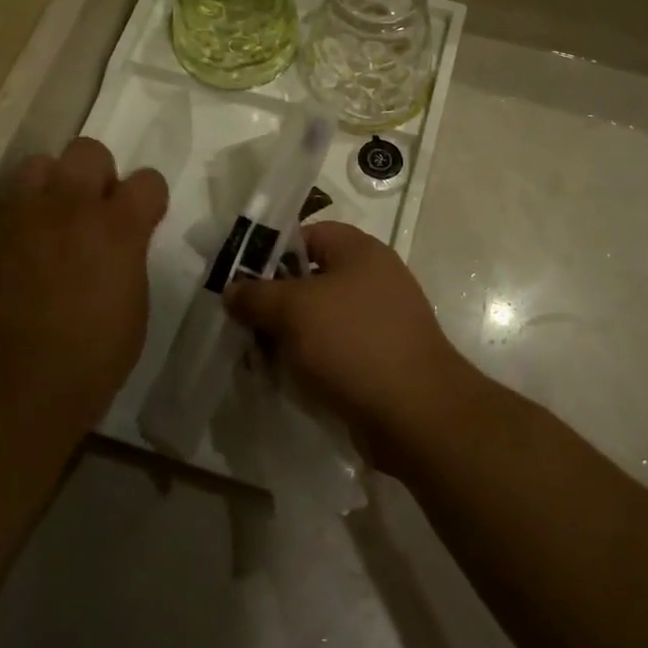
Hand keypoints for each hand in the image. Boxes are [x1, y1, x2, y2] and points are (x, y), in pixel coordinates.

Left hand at [0, 138, 166, 439]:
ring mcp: (21, 216)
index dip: (149, 198)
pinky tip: (18, 252)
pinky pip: (5, 203)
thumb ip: (129, 260)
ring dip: (52, 186)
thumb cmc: (89, 362)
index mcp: (118, 228)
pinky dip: (19, 216)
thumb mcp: (133, 308)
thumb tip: (120, 246)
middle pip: (88, 151)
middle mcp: (70, 207)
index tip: (144, 219)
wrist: (9, 391)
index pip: (148, 180)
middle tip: (93, 214)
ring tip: (50, 223)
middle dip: (98, 175)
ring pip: (39, 164)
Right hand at [222, 221, 473, 468]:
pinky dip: (311, 362)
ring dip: (289, 337)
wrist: (415, 413)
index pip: (307, 235)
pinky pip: (336, 351)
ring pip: (321, 320)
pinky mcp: (382, 359)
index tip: (241, 281)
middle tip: (243, 325)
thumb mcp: (293, 310)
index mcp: (360, 251)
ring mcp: (381, 321)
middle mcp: (374, 279)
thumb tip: (232, 289)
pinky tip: (287, 381)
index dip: (271, 253)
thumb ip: (256, 295)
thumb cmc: (352, 343)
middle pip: (311, 280)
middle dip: (275, 302)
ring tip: (258, 359)